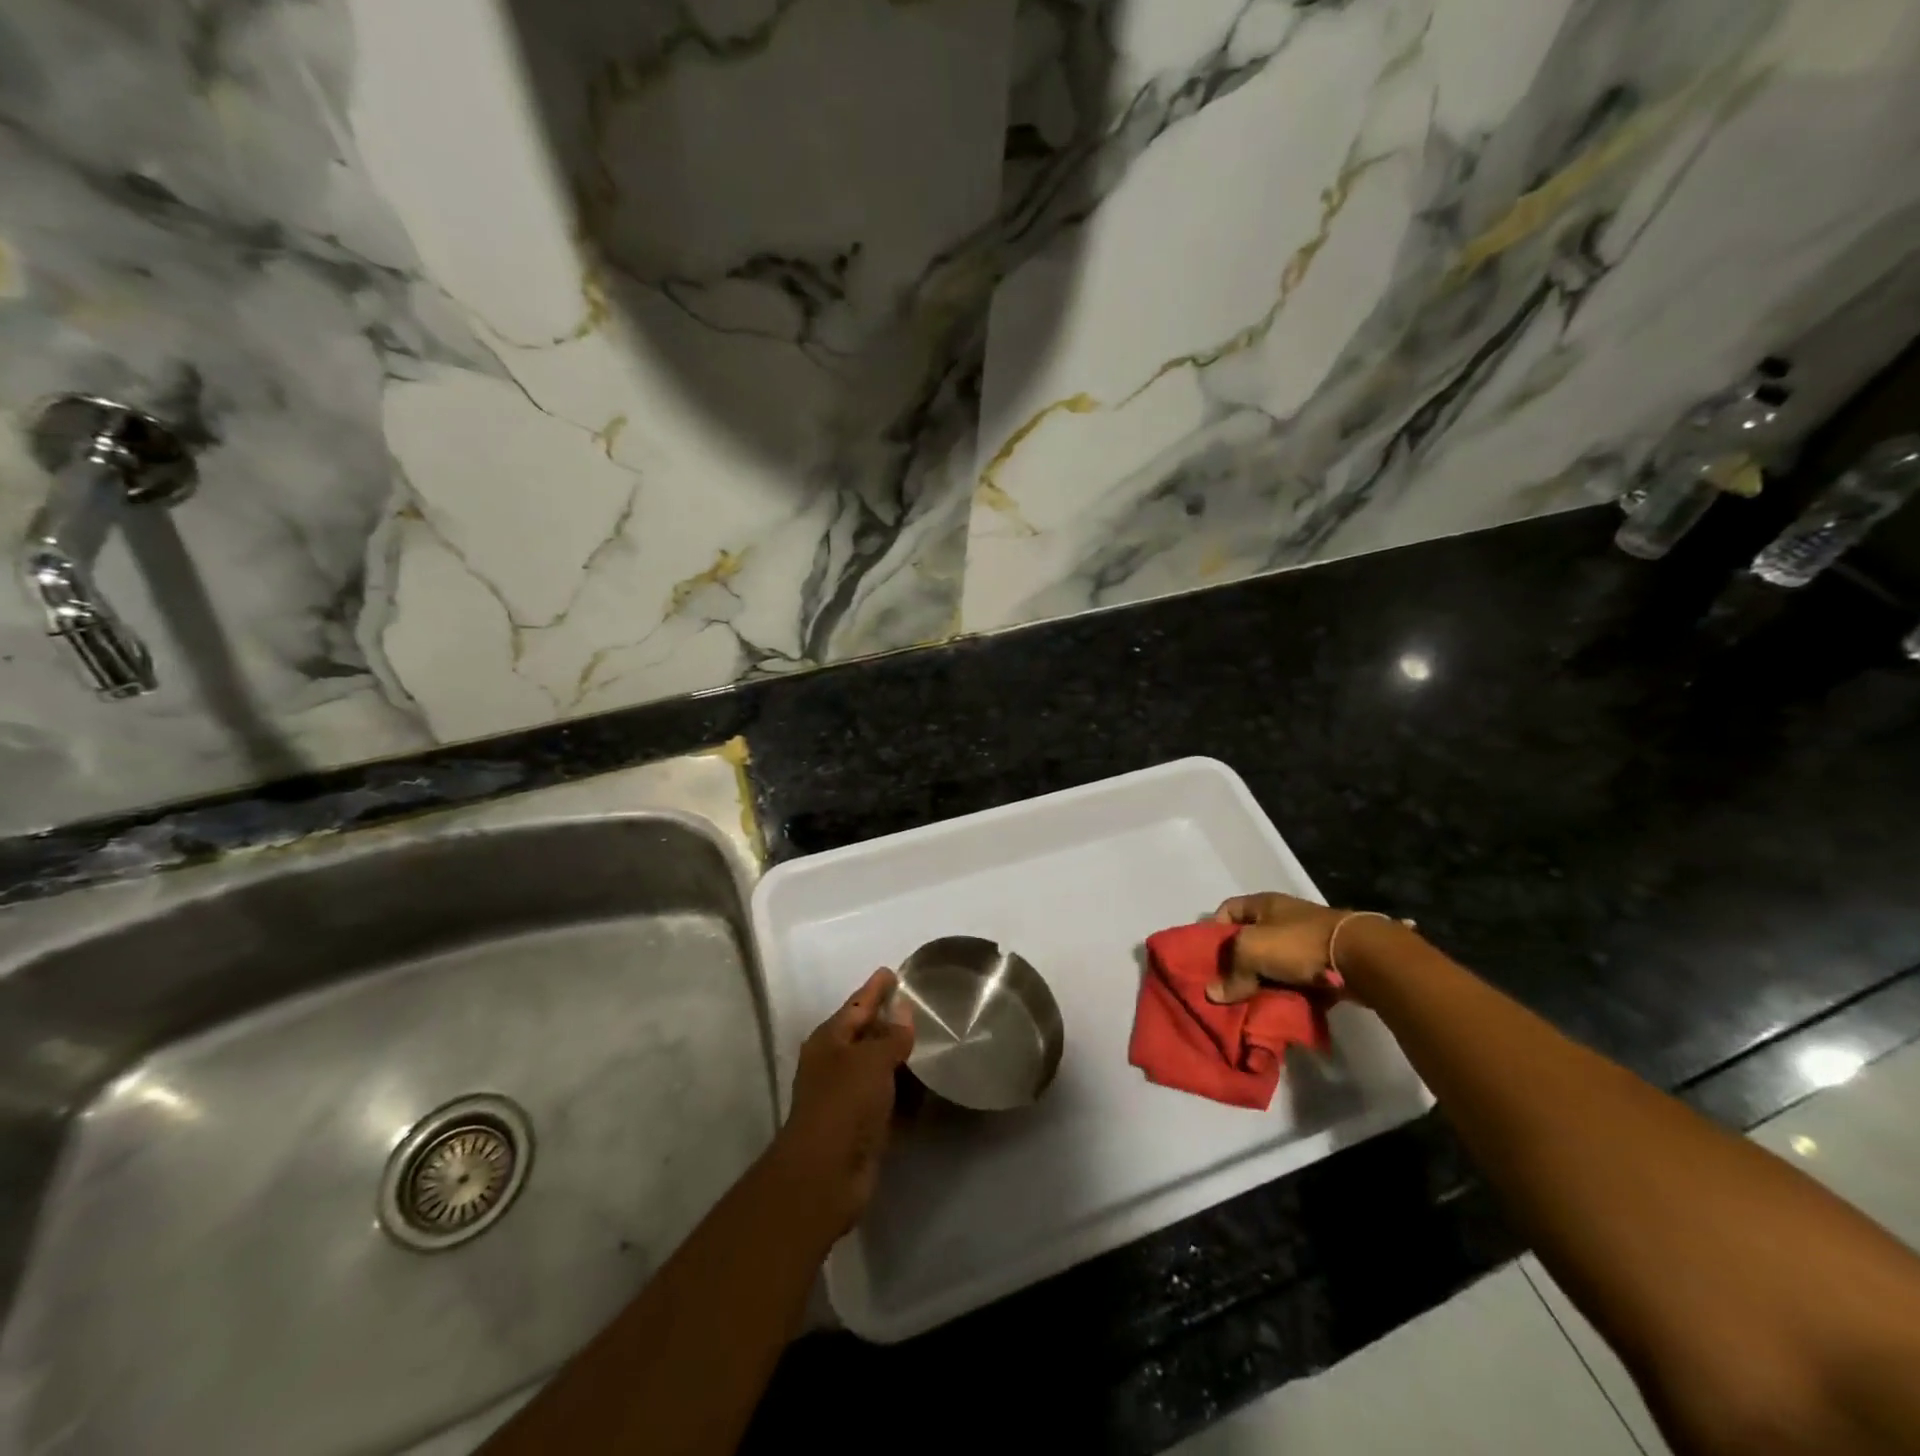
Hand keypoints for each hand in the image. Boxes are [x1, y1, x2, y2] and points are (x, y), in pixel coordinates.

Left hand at [772, 968, 914, 1237]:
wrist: (825, 1176)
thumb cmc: (844, 1104)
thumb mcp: (870, 1060)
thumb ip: (891, 1035)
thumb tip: (903, 1010)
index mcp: (829, 1041)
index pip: (857, 1005)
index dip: (875, 988)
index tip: (893, 971)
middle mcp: (835, 1065)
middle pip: (866, 1034)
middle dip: (890, 1021)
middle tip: (920, 1005)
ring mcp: (847, 1097)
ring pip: (878, 1068)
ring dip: (900, 1058)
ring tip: (931, 1041)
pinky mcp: (862, 1126)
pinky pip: (888, 1098)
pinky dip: (905, 1092)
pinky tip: (927, 1087)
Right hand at [1208, 892, 1350, 1004]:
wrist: (1360, 958)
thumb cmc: (1297, 943)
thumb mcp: (1252, 950)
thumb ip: (1231, 972)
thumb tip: (1213, 994)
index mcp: (1263, 904)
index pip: (1227, 910)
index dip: (1213, 931)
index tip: (1207, 957)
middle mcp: (1283, 918)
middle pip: (1249, 940)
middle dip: (1237, 963)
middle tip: (1226, 986)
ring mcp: (1305, 941)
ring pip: (1273, 963)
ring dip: (1262, 982)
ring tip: (1249, 1002)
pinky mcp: (1324, 964)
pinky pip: (1296, 980)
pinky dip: (1287, 993)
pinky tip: (1278, 1007)